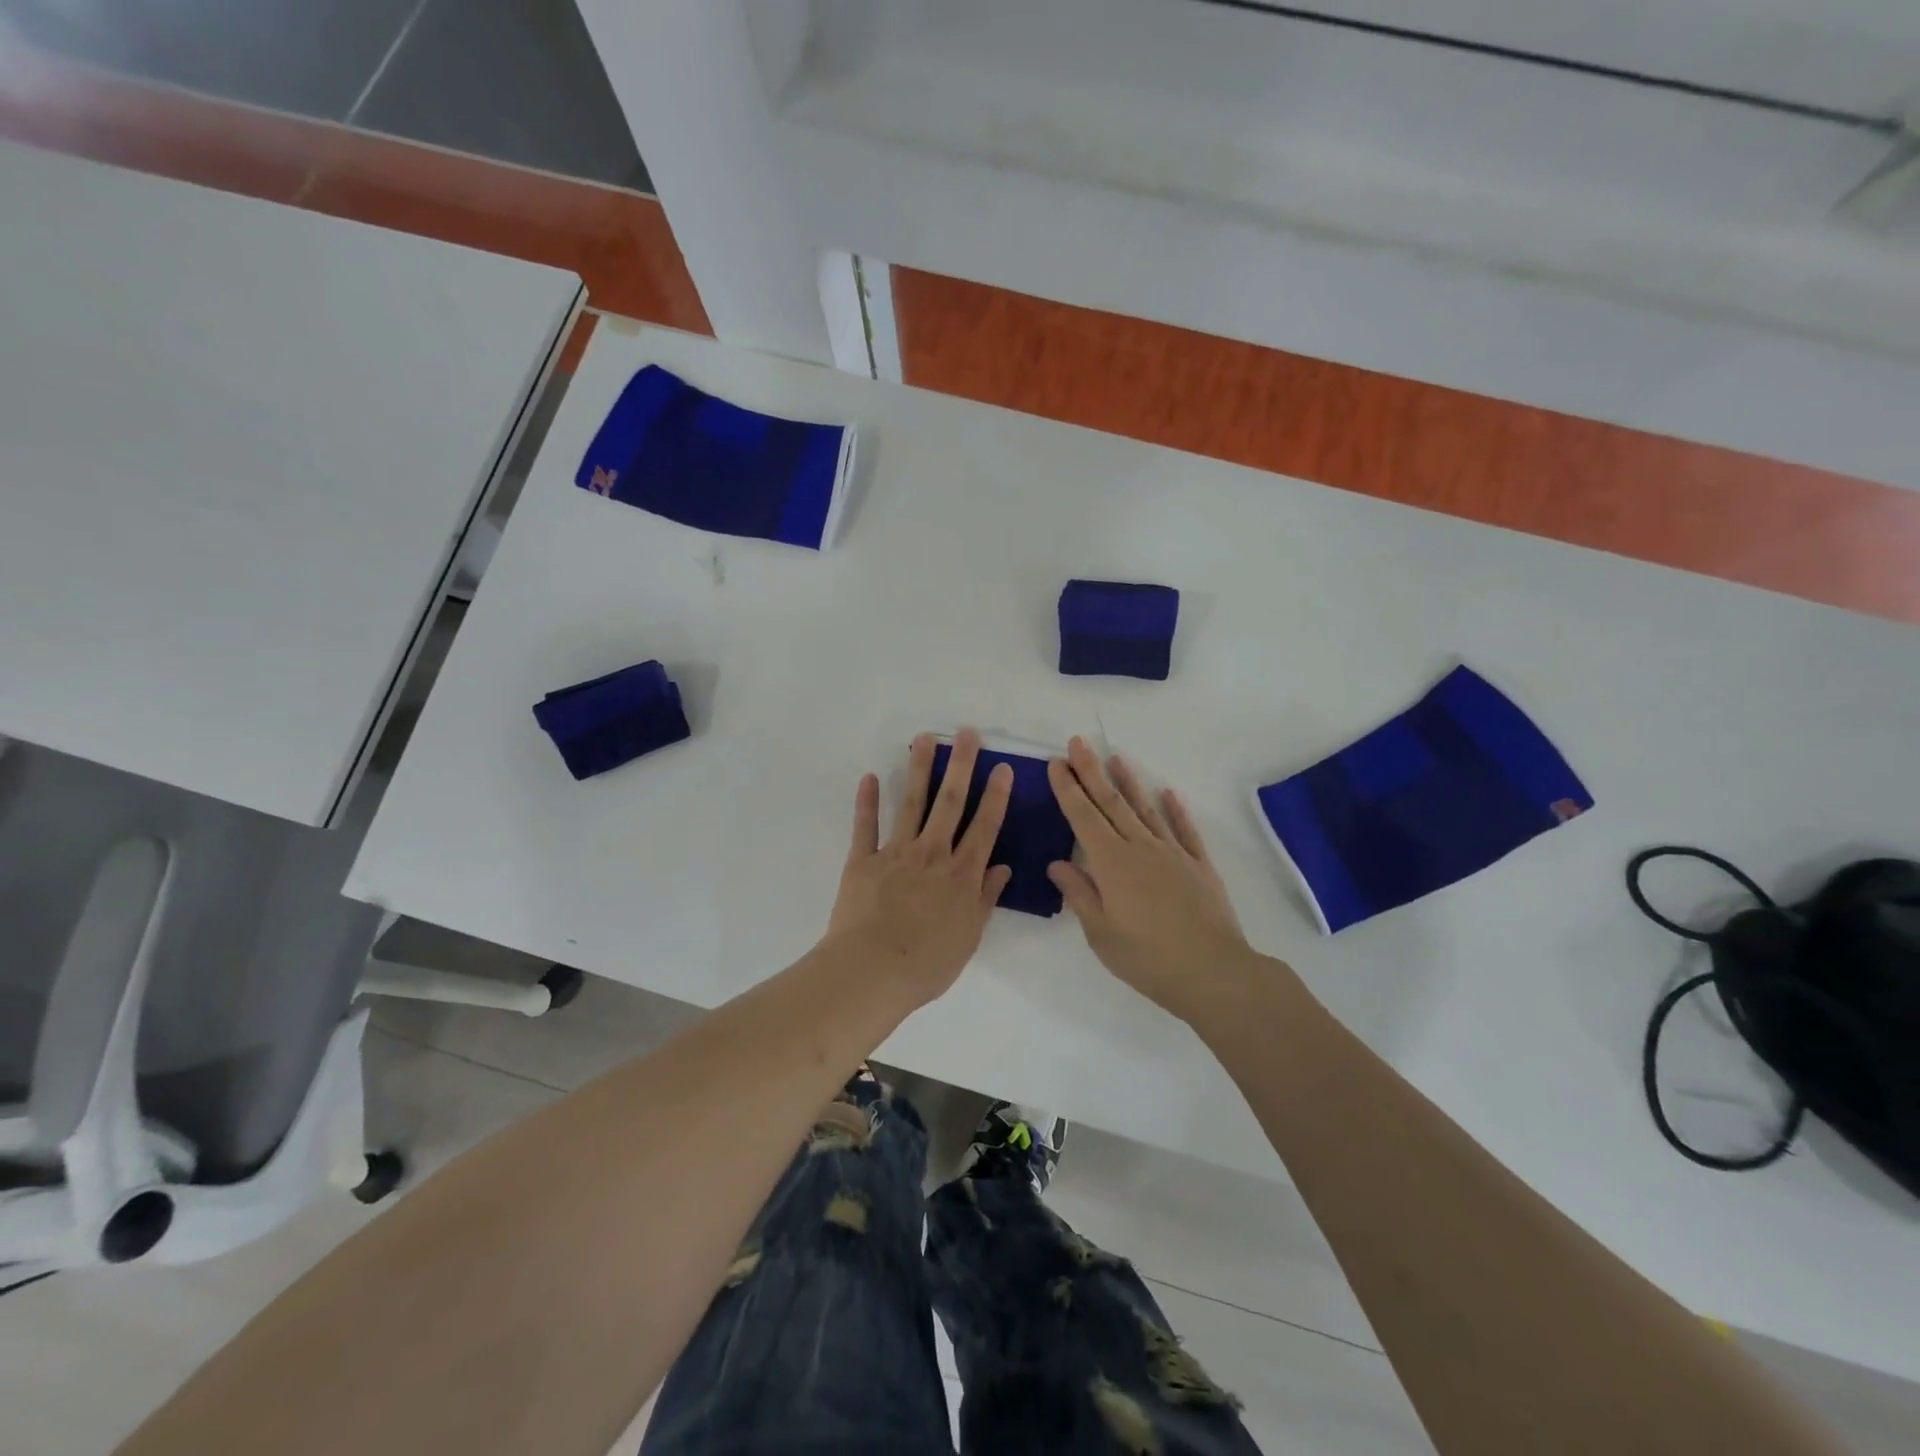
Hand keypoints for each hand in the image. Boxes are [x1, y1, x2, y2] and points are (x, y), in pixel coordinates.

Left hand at [826, 729, 1013, 1004]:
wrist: (872, 970)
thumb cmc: (927, 963)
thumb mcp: (969, 936)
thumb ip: (985, 898)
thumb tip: (1003, 867)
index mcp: (962, 874)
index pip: (985, 827)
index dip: (995, 796)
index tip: (1002, 767)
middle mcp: (932, 853)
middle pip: (950, 803)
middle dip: (960, 766)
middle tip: (966, 733)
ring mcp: (896, 853)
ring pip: (911, 803)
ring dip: (919, 769)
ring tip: (924, 738)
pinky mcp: (863, 860)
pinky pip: (865, 826)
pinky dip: (867, 801)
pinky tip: (870, 777)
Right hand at [1047, 737, 1255, 1023]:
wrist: (1213, 971)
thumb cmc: (1147, 957)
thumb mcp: (1100, 933)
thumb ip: (1079, 894)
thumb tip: (1058, 863)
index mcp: (1110, 863)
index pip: (1082, 817)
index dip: (1067, 789)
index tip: (1056, 763)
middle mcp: (1139, 847)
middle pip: (1111, 803)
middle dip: (1091, 772)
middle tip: (1078, 742)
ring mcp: (1172, 853)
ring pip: (1145, 809)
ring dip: (1128, 782)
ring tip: (1116, 757)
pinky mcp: (1198, 865)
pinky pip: (1184, 829)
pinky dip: (1176, 809)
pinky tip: (1169, 792)